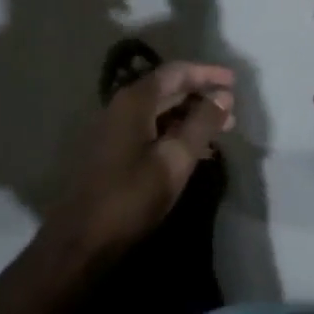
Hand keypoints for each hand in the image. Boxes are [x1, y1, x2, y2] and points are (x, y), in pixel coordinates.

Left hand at [50, 61, 235, 257]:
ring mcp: (114, 128)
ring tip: (219, 131)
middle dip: (201, 96)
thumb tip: (224, 96)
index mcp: (135, 101)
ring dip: (189, 116)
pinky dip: (174, 132)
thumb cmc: (130, 197)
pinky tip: (193, 151)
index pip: (176, 72)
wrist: (80, 241)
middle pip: (167, 89)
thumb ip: (201, 124)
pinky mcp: (111, 150)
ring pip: (159, 111)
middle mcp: (122, 106)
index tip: (233, 81)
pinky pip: (150, 128)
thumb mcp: (175, 160)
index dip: (207, 73)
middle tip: (231, 109)